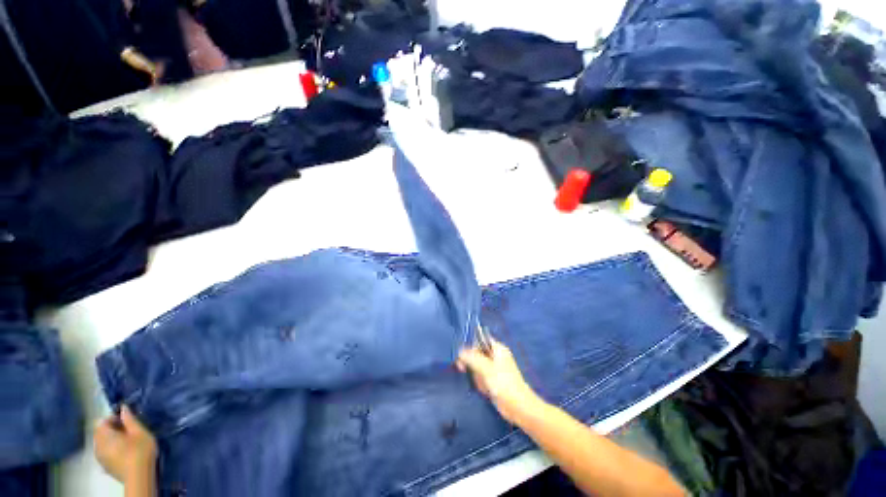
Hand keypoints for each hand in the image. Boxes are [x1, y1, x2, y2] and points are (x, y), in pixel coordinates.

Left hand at [94, 405, 157, 483]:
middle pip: (100, 432)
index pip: (102, 421)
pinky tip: (123, 454)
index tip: (127, 421)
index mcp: (104, 435)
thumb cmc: (140, 450)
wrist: (138, 477)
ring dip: (111, 440)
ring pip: (102, 443)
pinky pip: (105, 452)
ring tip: (126, 442)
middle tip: (128, 431)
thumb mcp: (140, 431)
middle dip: (112, 429)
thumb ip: (130, 419)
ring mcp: (99, 457)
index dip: (113, 418)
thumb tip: (123, 408)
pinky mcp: (104, 466)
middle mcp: (97, 445)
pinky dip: (111, 450)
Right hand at [457, 339, 544, 423]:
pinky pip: (481, 378)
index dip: (470, 346)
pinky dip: (481, 383)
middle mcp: (496, 356)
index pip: (480, 340)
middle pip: (477, 354)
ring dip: (477, 376)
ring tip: (483, 384)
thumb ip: (472, 358)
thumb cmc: (504, 384)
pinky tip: (485, 390)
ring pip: (477, 367)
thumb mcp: (486, 368)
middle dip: (472, 364)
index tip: (462, 356)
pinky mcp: (493, 380)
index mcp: (498, 349)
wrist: (518, 407)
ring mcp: (494, 369)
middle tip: (464, 370)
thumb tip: (460, 351)